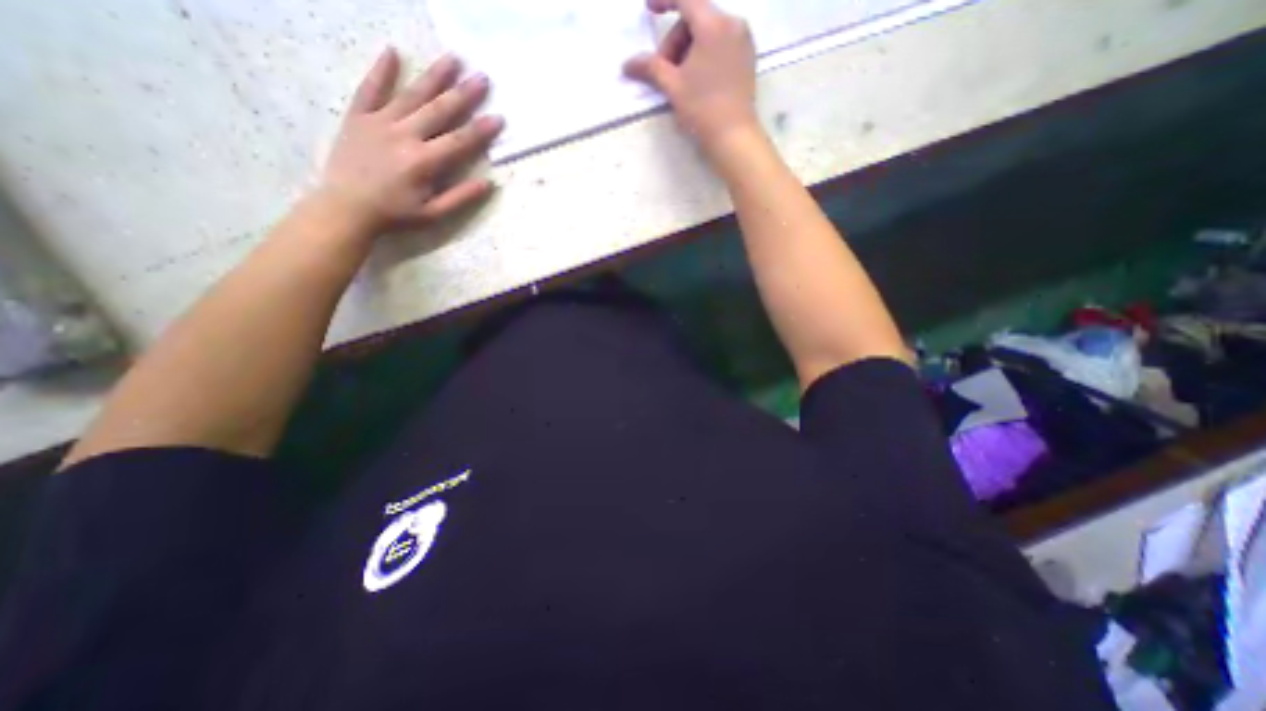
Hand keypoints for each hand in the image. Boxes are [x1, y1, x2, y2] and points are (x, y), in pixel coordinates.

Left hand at [310, 48, 503, 236]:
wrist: (346, 207)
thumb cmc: (395, 214)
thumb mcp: (433, 214)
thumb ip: (461, 198)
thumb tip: (488, 184)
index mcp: (424, 162)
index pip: (460, 141)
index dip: (481, 130)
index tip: (499, 117)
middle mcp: (404, 135)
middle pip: (439, 111)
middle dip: (463, 94)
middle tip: (482, 78)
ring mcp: (379, 122)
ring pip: (411, 95)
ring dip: (434, 77)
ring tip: (453, 59)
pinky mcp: (358, 117)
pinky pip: (370, 89)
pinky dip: (381, 71)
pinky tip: (393, 52)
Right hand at [621, 0, 749, 147]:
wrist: (733, 136)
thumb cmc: (702, 109)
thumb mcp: (672, 86)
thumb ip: (650, 68)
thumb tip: (626, 64)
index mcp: (713, 25)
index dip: (663, 0)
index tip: (648, 8)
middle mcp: (732, 23)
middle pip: (696, 18)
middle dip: (676, 41)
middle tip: (665, 71)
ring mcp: (743, 39)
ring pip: (708, 31)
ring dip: (689, 49)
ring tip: (682, 79)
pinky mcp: (748, 56)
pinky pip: (721, 42)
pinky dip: (705, 53)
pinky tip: (698, 78)